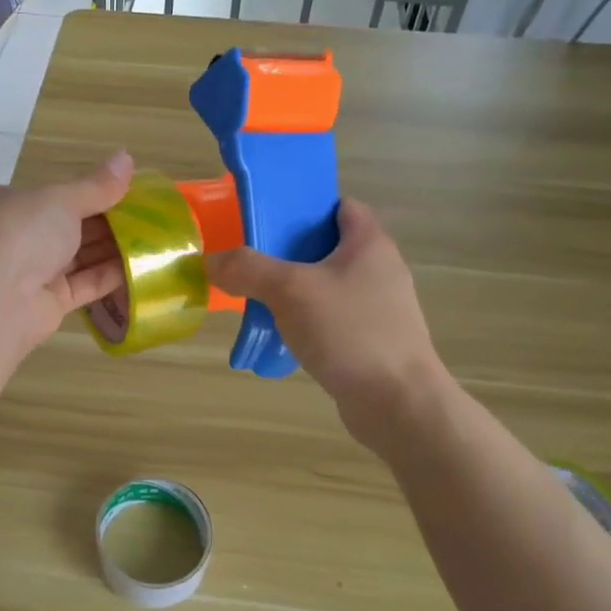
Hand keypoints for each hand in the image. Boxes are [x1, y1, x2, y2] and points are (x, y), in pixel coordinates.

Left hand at [0, 151, 133, 353]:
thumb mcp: (61, 200)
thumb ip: (97, 186)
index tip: (128, 192)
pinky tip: (141, 268)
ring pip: (77, 257)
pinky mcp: (47, 303)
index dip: (90, 193)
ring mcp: (30, 272)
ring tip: (154, 240)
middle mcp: (16, 236)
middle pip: (68, 227)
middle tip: (150, 217)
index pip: (53, 195)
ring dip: (112, 249)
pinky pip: (83, 285)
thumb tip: (126, 157)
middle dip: (107, 222)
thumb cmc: (21, 234)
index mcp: (7, 203)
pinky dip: (109, 276)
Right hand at [207, 200, 446, 452]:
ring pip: (327, 286)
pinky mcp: (372, 341)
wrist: (398, 404)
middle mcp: (379, 270)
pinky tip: (280, 336)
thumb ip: (247, 269)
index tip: (267, 219)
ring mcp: (379, 308)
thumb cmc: (349, 332)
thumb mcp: (290, 290)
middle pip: (327, 247)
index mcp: (369, 243)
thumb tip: (212, 261)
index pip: (339, 206)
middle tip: (251, 260)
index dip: (304, 206)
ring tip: (257, 299)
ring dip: (294, 291)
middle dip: (288, 252)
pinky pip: (332, 319)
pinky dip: (306, 322)